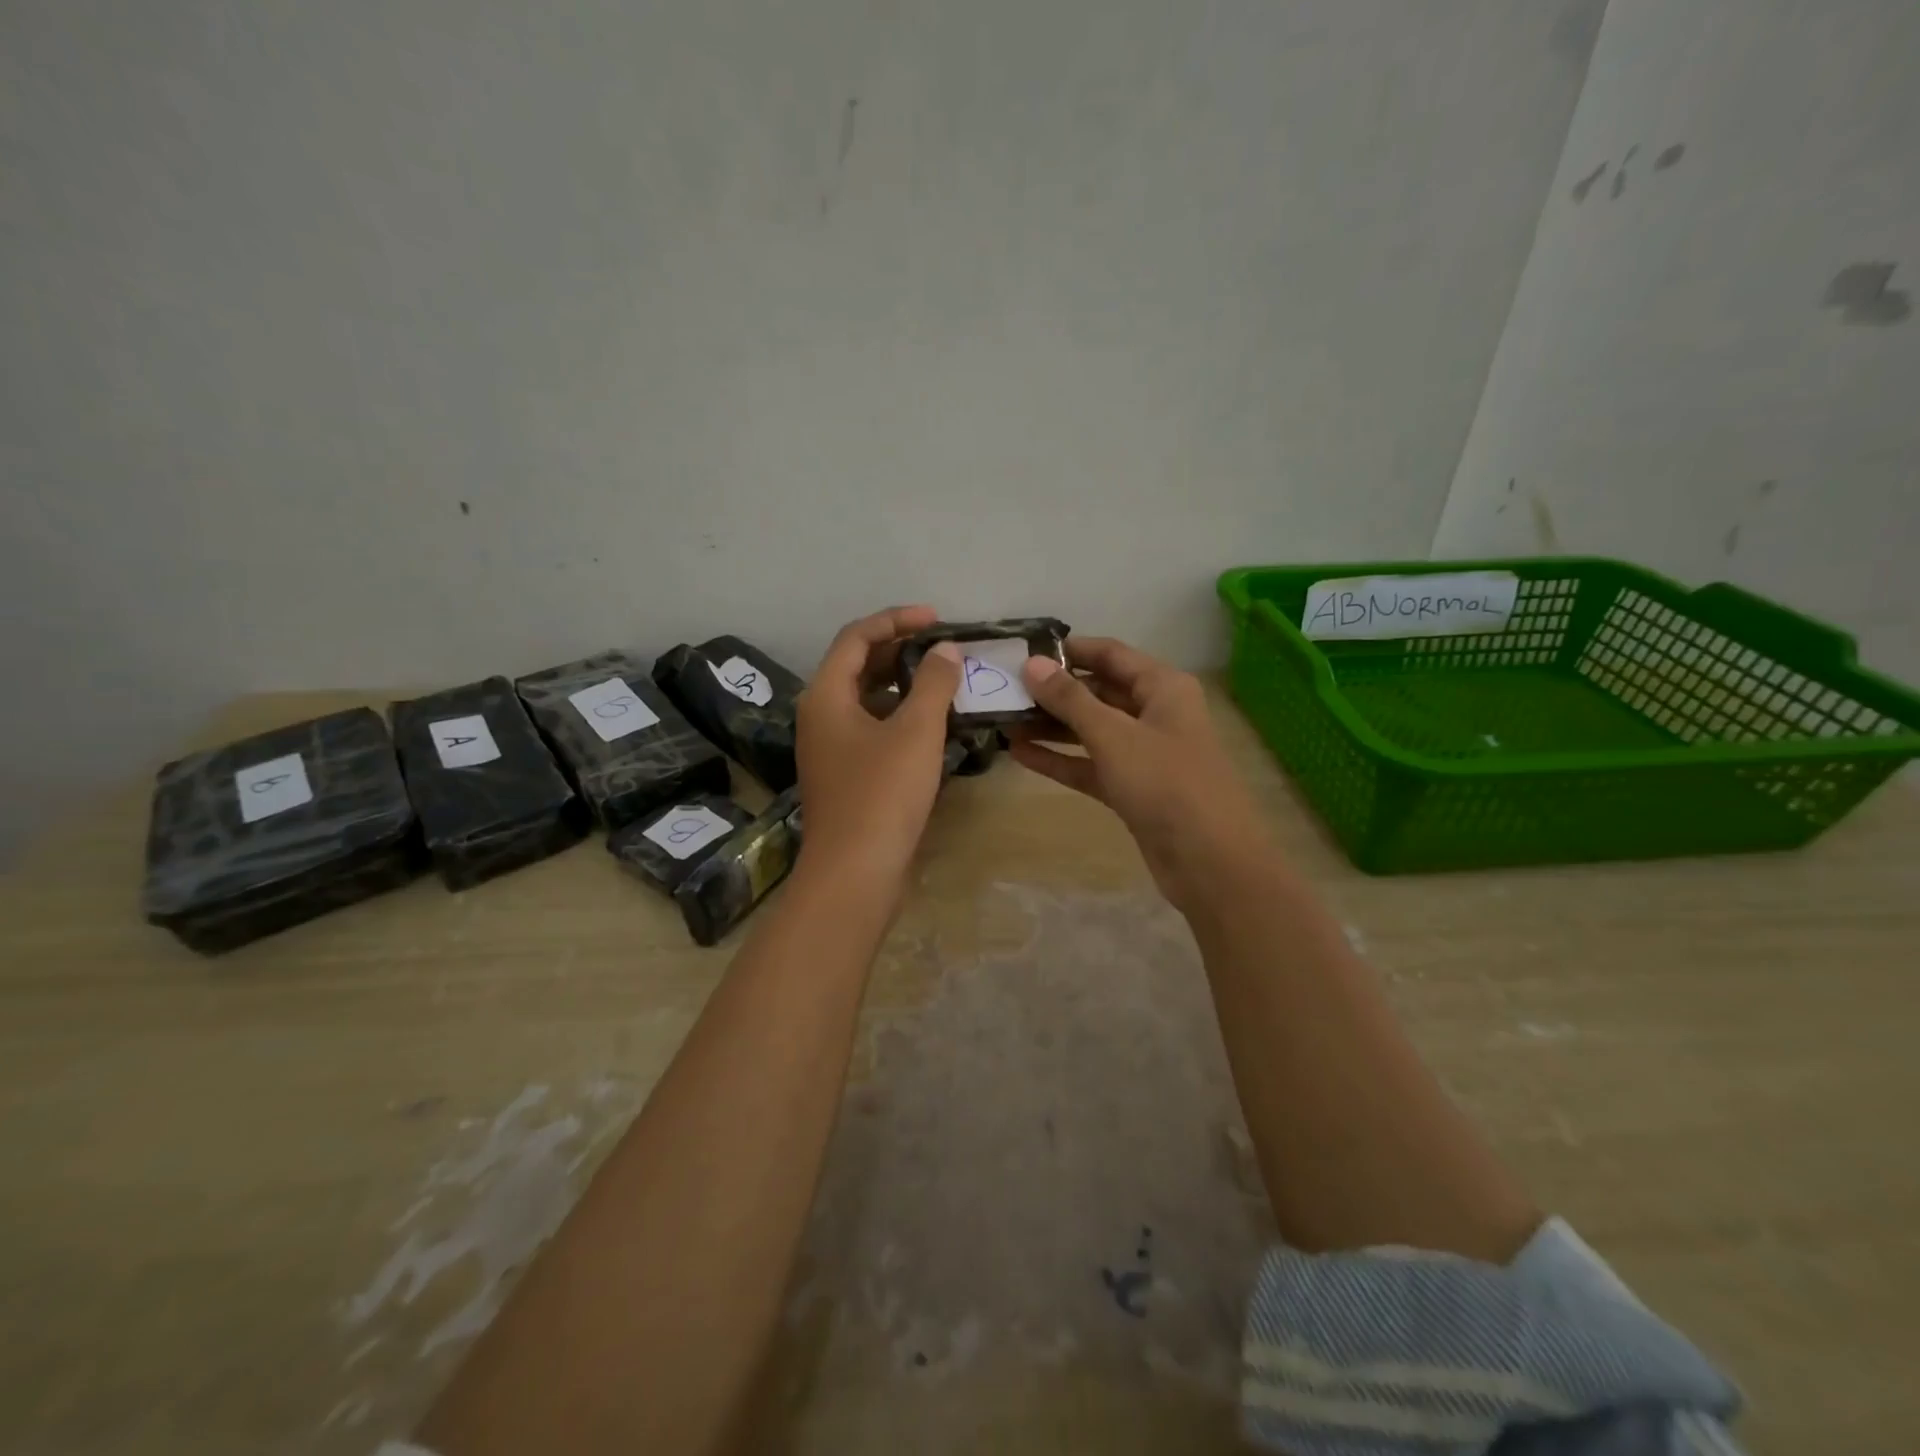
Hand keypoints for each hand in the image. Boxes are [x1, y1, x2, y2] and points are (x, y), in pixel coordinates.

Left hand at [795, 605, 962, 892]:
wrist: (855, 872)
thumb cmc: (882, 793)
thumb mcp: (916, 731)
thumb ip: (933, 682)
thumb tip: (944, 649)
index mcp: (825, 695)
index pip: (856, 636)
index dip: (896, 620)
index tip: (936, 618)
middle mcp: (820, 715)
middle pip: (857, 665)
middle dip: (900, 650)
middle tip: (943, 647)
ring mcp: (830, 747)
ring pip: (866, 699)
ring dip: (902, 684)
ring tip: (943, 679)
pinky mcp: (845, 774)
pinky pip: (871, 728)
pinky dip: (899, 716)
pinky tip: (932, 723)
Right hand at [1008, 637, 1269, 908]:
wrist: (1210, 861)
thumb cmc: (1166, 782)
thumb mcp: (1113, 735)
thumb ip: (1070, 699)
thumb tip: (1032, 664)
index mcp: (1163, 687)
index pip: (1110, 654)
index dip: (1069, 650)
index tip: (1023, 651)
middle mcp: (1155, 714)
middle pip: (1098, 692)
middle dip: (1054, 692)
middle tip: (1005, 688)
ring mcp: (1144, 754)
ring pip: (1091, 731)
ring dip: (1051, 726)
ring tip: (1004, 720)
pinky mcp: (1132, 789)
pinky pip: (1091, 765)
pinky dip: (1060, 759)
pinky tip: (1020, 754)